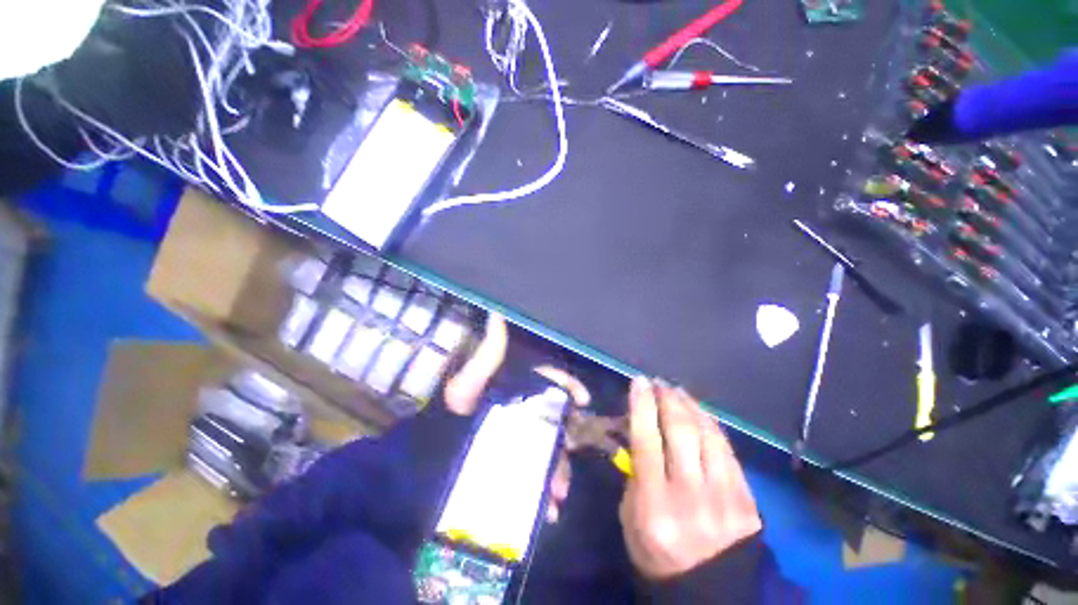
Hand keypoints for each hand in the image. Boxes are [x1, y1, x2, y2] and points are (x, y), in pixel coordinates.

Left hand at [440, 313, 589, 522]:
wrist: (420, 467)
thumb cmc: (448, 419)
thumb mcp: (467, 386)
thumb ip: (487, 355)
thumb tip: (497, 314)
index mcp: (512, 389)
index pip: (547, 381)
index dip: (567, 386)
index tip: (584, 400)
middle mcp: (519, 412)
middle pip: (554, 420)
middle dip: (566, 438)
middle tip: (571, 457)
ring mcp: (516, 440)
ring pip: (548, 450)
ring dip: (558, 471)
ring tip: (557, 494)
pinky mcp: (511, 466)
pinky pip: (535, 476)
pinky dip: (543, 494)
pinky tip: (546, 510)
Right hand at [619, 377, 760, 579]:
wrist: (707, 591)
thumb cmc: (655, 551)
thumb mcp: (629, 515)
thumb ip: (634, 472)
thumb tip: (639, 430)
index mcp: (655, 505)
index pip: (647, 442)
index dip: (642, 406)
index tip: (639, 382)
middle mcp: (691, 498)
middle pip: (680, 433)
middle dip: (667, 399)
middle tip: (660, 383)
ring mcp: (724, 499)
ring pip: (707, 436)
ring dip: (690, 406)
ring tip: (678, 392)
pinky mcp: (747, 501)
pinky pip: (728, 451)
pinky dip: (712, 426)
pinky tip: (701, 413)